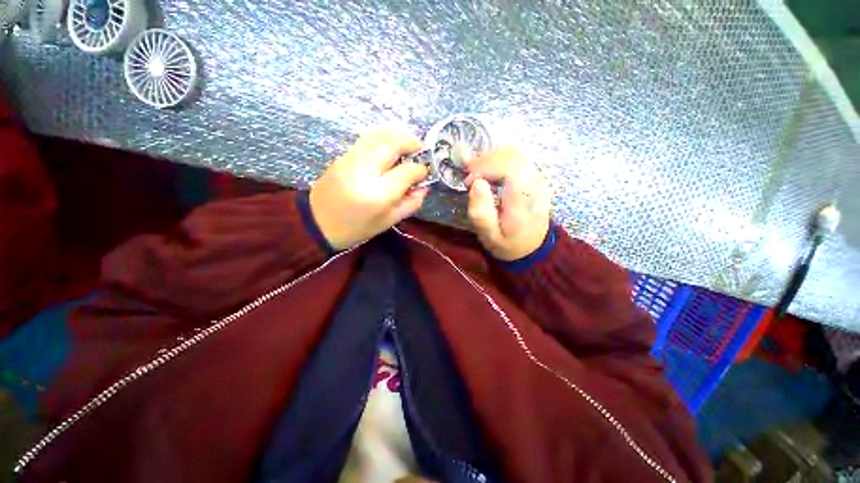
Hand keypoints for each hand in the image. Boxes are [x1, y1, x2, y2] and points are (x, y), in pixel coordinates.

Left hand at [309, 130, 428, 249]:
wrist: (317, 222)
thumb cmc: (356, 228)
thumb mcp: (388, 221)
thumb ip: (410, 204)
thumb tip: (424, 186)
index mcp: (378, 195)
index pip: (406, 172)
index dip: (420, 170)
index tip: (425, 172)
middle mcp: (364, 171)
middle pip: (392, 144)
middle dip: (411, 142)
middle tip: (420, 150)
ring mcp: (351, 160)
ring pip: (378, 135)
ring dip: (397, 136)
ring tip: (408, 145)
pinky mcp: (343, 155)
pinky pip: (367, 138)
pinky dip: (383, 137)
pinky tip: (390, 147)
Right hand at [465, 147, 551, 260]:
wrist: (531, 247)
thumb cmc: (508, 243)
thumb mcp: (489, 236)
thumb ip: (481, 213)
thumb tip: (476, 183)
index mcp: (524, 200)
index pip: (510, 168)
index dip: (486, 167)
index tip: (468, 178)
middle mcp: (535, 184)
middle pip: (512, 156)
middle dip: (486, 159)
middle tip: (467, 169)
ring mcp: (538, 177)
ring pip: (515, 153)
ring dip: (492, 156)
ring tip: (475, 168)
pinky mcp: (535, 176)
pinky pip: (517, 157)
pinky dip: (499, 157)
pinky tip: (488, 167)